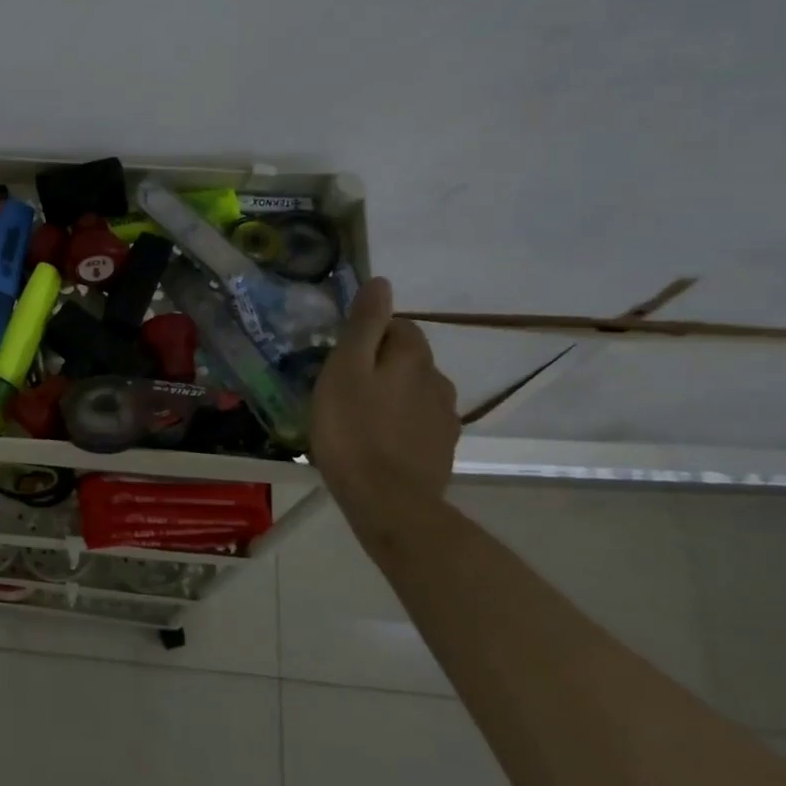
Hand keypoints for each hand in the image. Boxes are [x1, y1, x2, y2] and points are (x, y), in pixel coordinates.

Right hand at [310, 277, 460, 511]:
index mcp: (413, 357)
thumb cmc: (353, 430)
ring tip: (359, 419)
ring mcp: (445, 418)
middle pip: (408, 359)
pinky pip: (419, 424)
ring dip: (391, 396)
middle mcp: (438, 380)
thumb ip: (364, 325)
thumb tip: (381, 282)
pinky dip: (400, 426)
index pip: (397, 326)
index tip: (340, 358)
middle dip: (381, 366)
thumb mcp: (345, 370)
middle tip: (343, 389)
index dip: (367, 336)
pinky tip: (378, 443)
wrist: (389, 503)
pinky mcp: (443, 450)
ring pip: (414, 392)